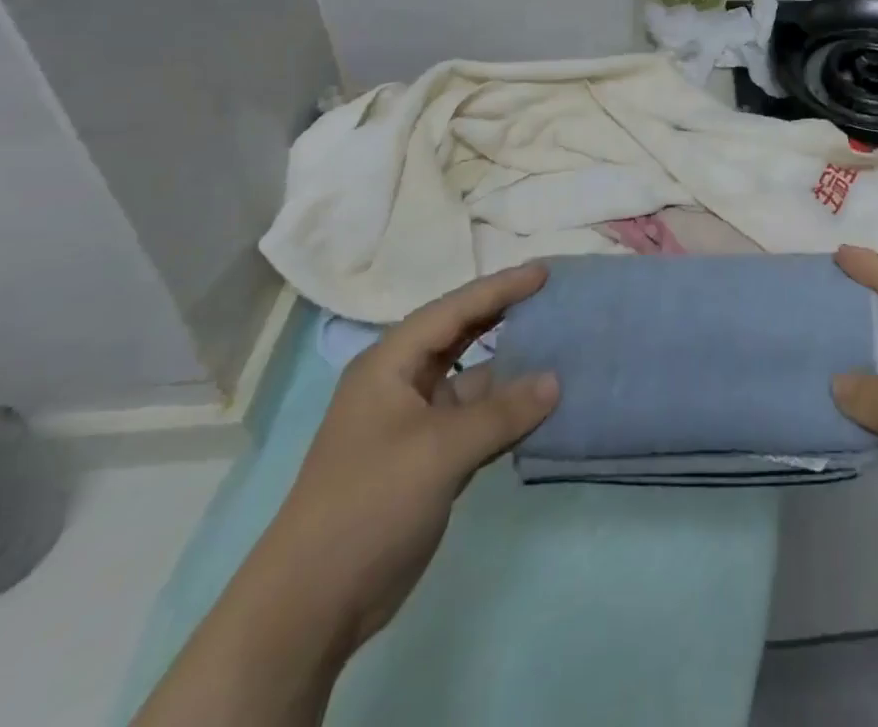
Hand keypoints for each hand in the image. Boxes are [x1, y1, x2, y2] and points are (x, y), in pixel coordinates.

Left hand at [252, 264, 560, 651]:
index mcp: (390, 364)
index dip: (500, 287)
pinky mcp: (431, 458)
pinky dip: (510, 410)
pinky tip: (546, 404)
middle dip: (506, 315)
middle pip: (463, 335)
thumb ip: (501, 412)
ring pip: (475, 379)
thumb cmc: (368, 504)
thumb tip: (556, 381)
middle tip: (555, 296)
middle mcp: (403, 383)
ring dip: (514, 368)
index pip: (454, 310)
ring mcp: (417, 422)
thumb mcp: (437, 451)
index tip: (545, 271)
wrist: (313, 605)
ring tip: (564, 346)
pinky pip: (479, 418)